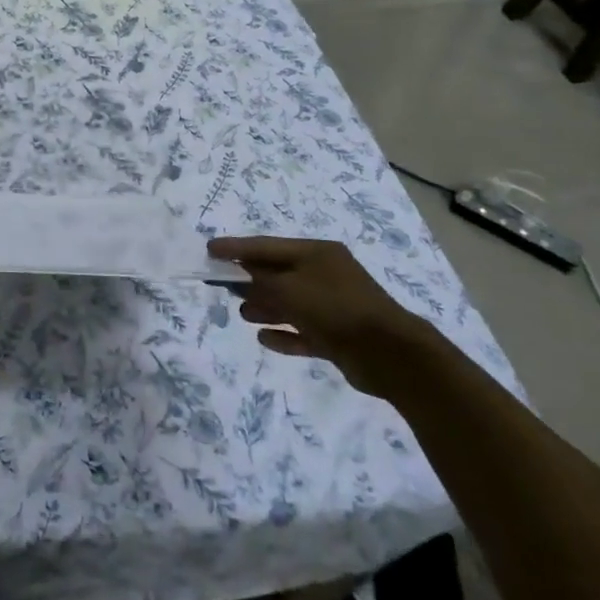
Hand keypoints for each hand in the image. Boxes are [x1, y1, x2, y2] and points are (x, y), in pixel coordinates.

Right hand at [207, 236, 427, 395]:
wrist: (390, 353)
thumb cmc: (334, 308)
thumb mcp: (289, 289)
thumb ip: (258, 282)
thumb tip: (238, 277)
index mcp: (316, 253)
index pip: (266, 246)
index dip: (236, 248)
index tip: (209, 250)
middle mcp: (324, 275)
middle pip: (277, 273)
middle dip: (249, 279)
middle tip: (222, 285)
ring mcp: (332, 306)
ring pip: (289, 303)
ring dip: (265, 307)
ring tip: (243, 314)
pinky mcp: (337, 336)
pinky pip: (302, 332)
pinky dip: (284, 334)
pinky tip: (264, 338)